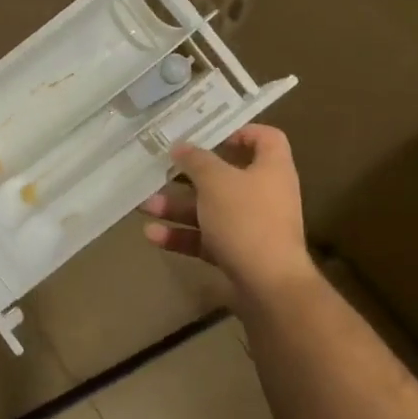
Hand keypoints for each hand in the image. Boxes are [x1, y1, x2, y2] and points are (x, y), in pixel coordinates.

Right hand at [140, 124, 317, 301]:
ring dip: (178, 207)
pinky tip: (153, 235)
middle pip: (226, 176)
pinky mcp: (239, 253)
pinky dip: (182, 235)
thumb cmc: (246, 220)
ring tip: (146, 206)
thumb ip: (196, 160)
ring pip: (210, 209)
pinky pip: (207, 238)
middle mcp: (265, 194)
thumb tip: (181, 146)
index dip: (240, 132)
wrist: (269, 286)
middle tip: (162, 171)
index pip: (265, 138)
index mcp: (271, 169)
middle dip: (189, 176)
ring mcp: (252, 226)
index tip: (209, 136)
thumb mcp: (216, 182)